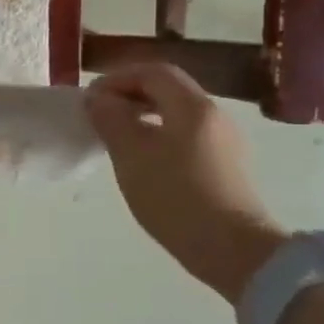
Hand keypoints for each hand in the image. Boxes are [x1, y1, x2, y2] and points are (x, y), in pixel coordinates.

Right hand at [86, 62, 286, 304]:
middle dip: (130, 94)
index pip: (153, 72)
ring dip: (144, 114)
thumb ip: (111, 119)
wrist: (233, 250)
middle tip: (99, 113)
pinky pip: (187, 134)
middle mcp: (214, 115)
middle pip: (168, 89)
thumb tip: (98, 98)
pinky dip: (160, 133)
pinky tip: (144, 158)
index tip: (90, 98)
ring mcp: (225, 141)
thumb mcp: (131, 156)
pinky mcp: (226, 165)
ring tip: (116, 135)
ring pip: (178, 112)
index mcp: (193, 107)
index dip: (118, 78)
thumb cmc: (176, 197)